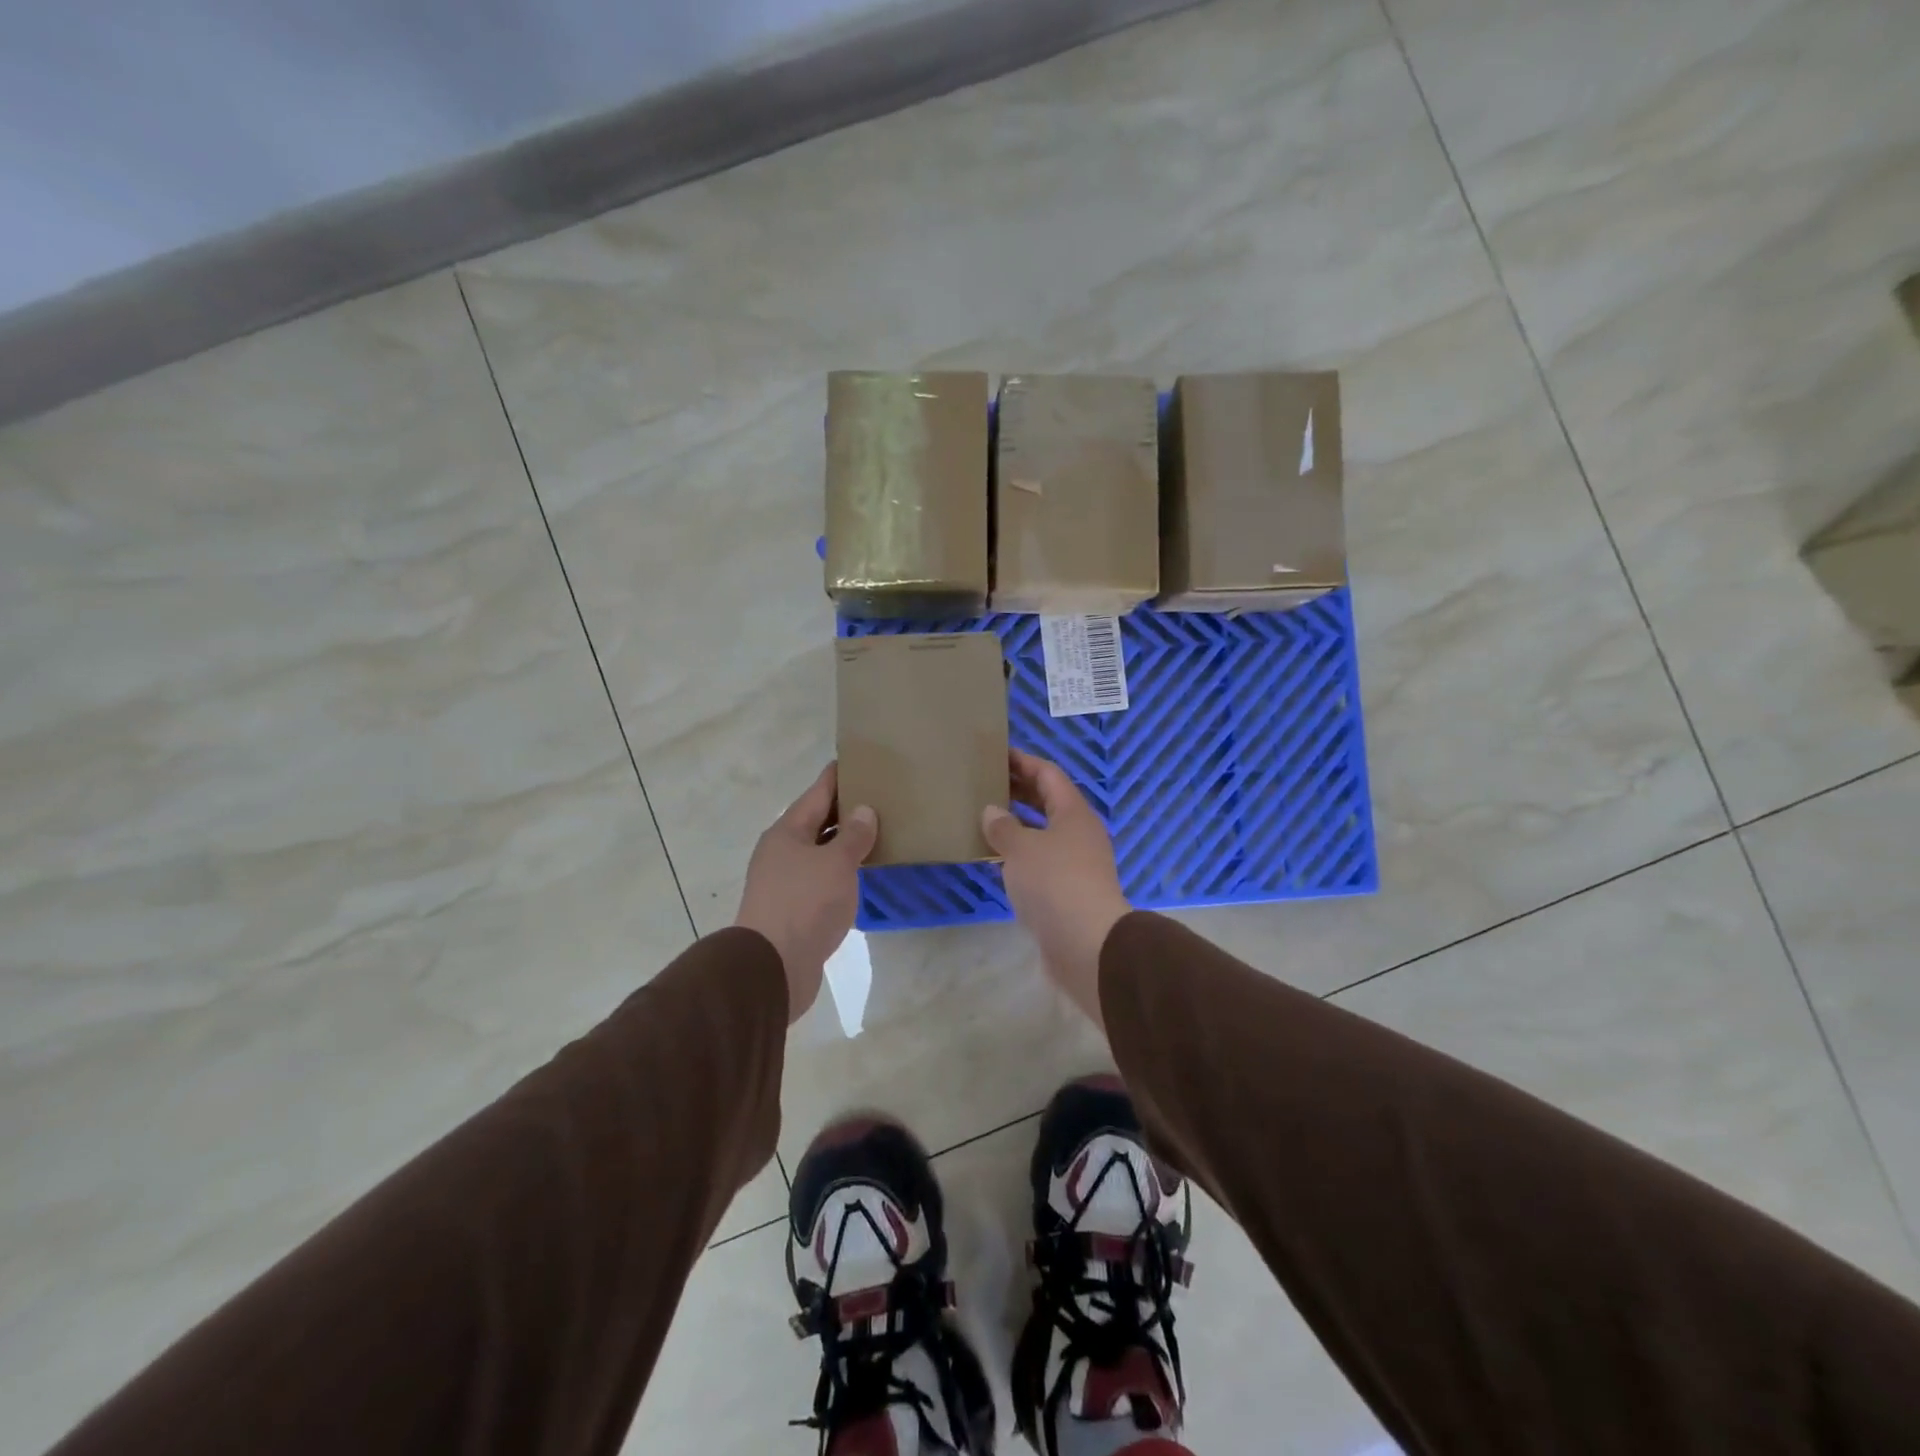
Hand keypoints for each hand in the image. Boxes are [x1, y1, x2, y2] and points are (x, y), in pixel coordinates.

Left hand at [736, 764, 877, 1023]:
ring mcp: (785, 883)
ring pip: (820, 852)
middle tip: (881, 796)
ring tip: (879, 832)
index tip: (860, 759)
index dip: (838, 776)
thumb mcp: (836, 864)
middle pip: (817, 821)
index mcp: (787, 832)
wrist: (772, 969)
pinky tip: (862, 874)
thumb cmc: (804, 905)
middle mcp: (782, 852)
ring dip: (845, 843)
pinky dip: (842, 872)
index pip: (817, 793)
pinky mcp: (793, 911)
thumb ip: (853, 836)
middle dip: (846, 810)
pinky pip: (822, 880)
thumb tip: (864, 810)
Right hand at [982, 750, 1130, 1028]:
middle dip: (1019, 790)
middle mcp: (1079, 833)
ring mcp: (1077, 864)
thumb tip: (992, 811)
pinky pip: (1041, 861)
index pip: (1048, 774)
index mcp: (1073, 812)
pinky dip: (1020, 854)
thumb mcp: (1021, 848)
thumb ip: (1003, 826)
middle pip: (1048, 801)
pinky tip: (997, 858)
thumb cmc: (1055, 883)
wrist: (1087, 944)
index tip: (997, 752)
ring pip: (1043, 833)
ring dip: (1017, 824)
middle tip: (985, 782)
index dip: (1023, 761)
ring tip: (984, 817)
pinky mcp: (1069, 892)